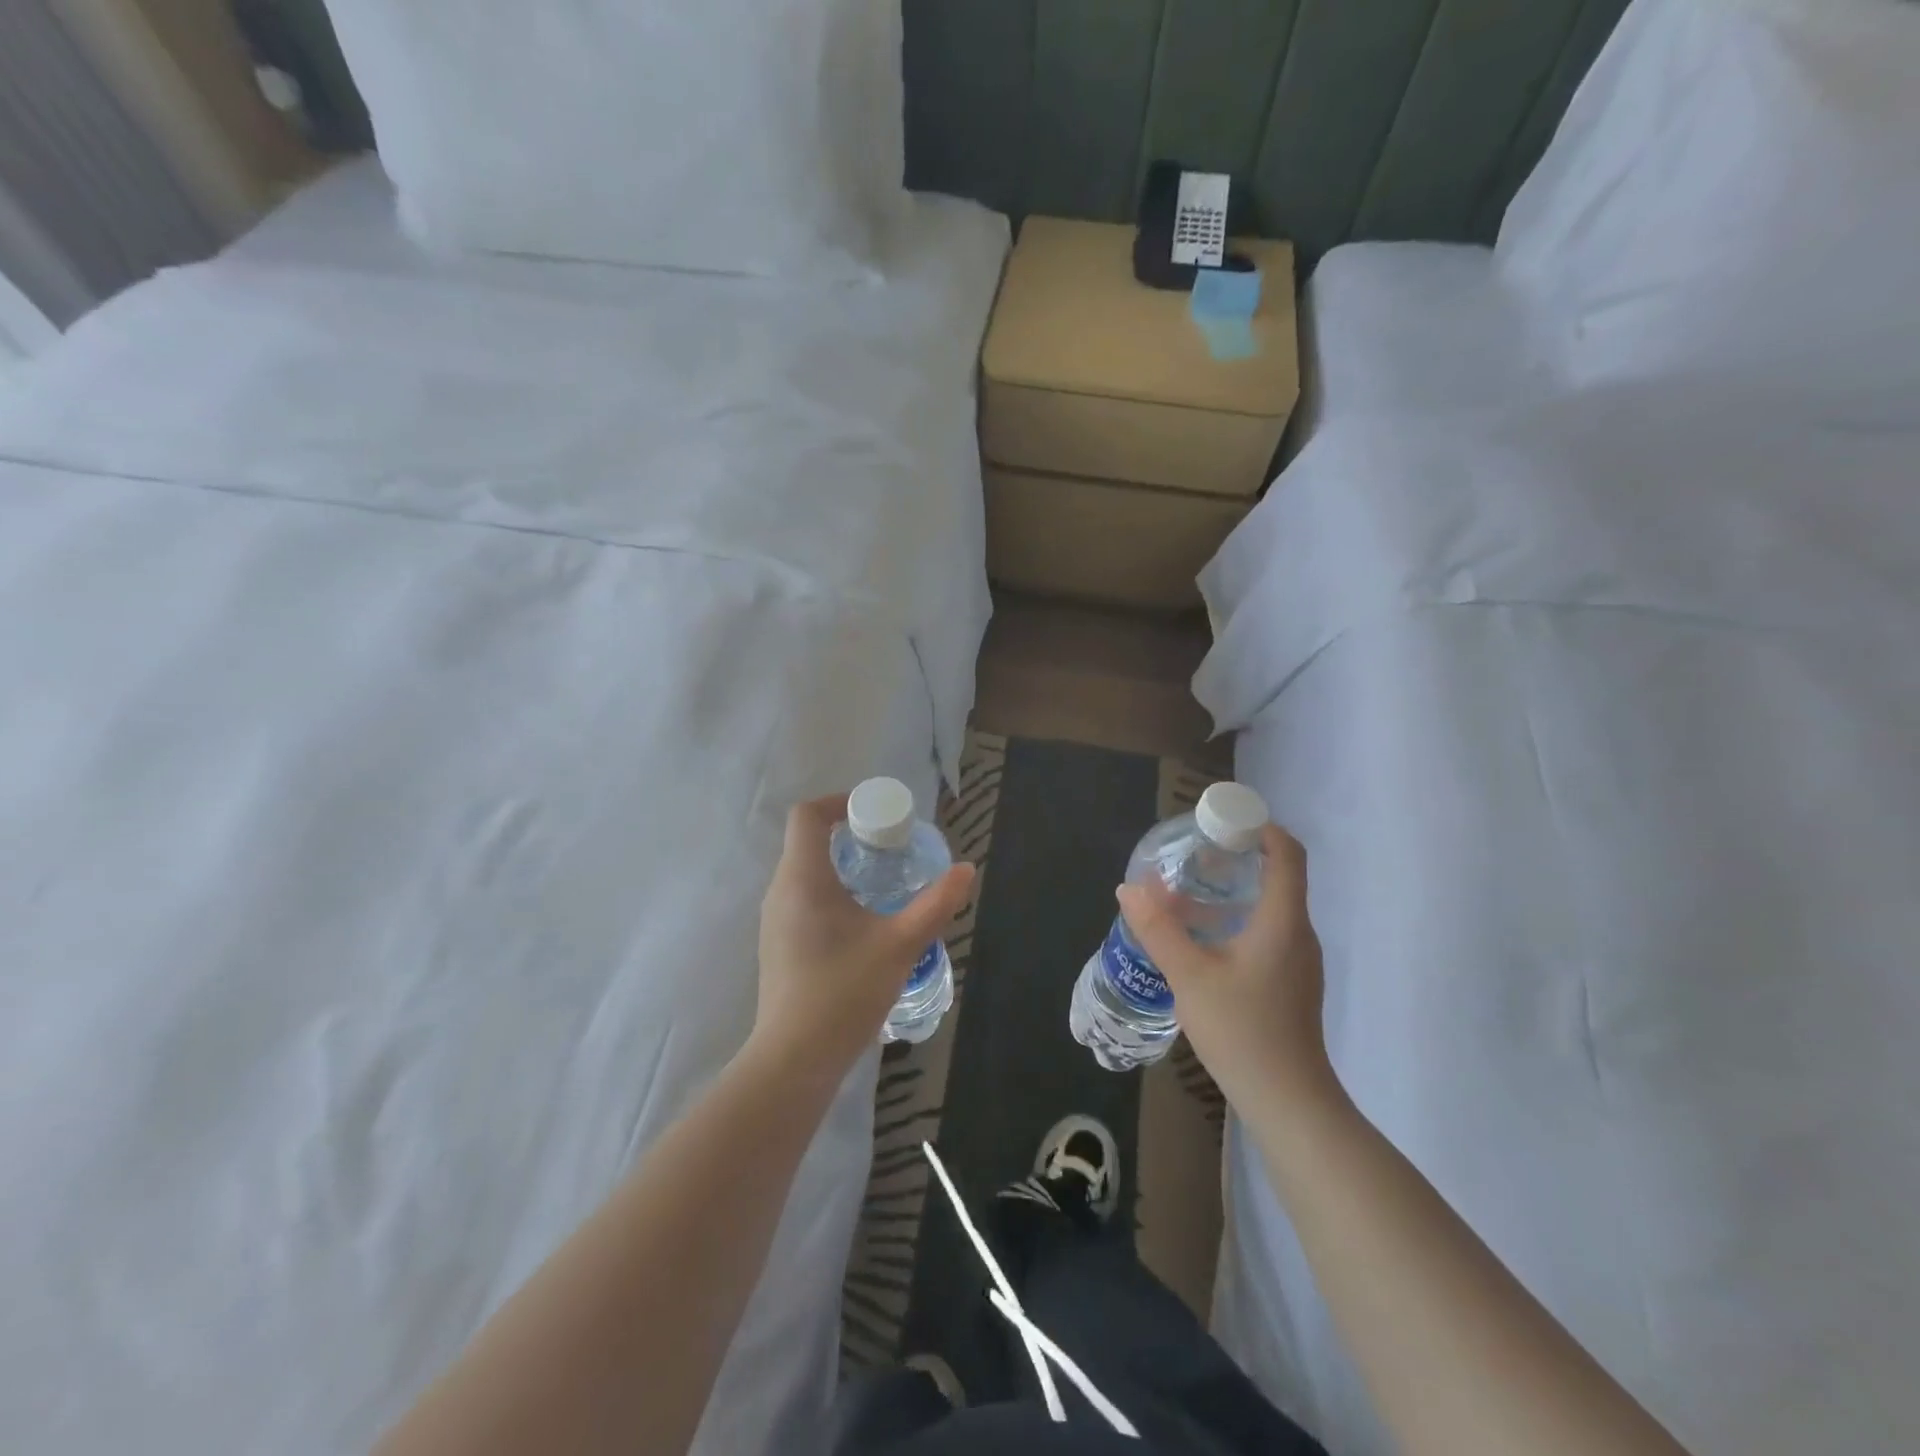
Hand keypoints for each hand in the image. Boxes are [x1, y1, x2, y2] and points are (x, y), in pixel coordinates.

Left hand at [751, 794, 975, 1082]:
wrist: (795, 1059)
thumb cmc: (845, 992)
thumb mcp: (901, 944)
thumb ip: (935, 904)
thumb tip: (966, 870)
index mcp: (803, 879)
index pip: (807, 815)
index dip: (838, 802)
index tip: (874, 816)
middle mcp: (781, 891)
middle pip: (807, 841)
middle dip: (848, 835)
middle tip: (889, 848)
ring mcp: (774, 920)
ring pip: (804, 872)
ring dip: (840, 865)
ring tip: (880, 883)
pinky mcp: (777, 944)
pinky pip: (801, 898)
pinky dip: (829, 892)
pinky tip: (860, 923)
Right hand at [1116, 823, 1336, 1112]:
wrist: (1288, 1101)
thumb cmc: (1243, 1031)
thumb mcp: (1190, 976)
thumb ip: (1158, 929)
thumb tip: (1128, 889)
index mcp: (1283, 921)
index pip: (1288, 854)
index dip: (1261, 827)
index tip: (1223, 822)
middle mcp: (1298, 933)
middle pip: (1278, 877)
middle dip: (1237, 858)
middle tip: (1191, 856)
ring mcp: (1298, 961)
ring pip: (1270, 908)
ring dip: (1233, 892)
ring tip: (1187, 894)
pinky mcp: (1291, 982)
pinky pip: (1267, 933)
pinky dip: (1237, 920)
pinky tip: (1202, 940)